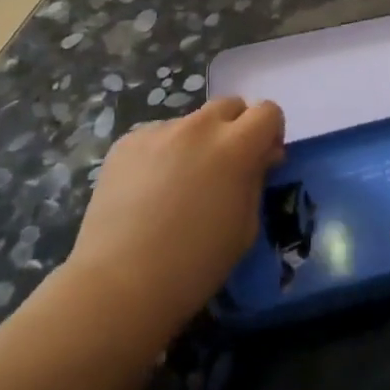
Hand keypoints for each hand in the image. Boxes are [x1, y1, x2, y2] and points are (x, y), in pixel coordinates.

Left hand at [66, 97, 283, 338]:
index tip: (263, 159)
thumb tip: (261, 156)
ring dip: (197, 142)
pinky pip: (157, 137)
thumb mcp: (245, 226)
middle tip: (224, 167)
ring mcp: (158, 131)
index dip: (270, 132)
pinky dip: (163, 153)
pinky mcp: (126, 143)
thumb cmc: (195, 264)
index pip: (267, 111)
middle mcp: (199, 127)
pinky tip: (149, 191)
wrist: (120, 284)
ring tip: (179, 184)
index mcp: (235, 146)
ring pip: (191, 122)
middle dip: (235, 129)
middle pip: (229, 105)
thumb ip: (257, 179)